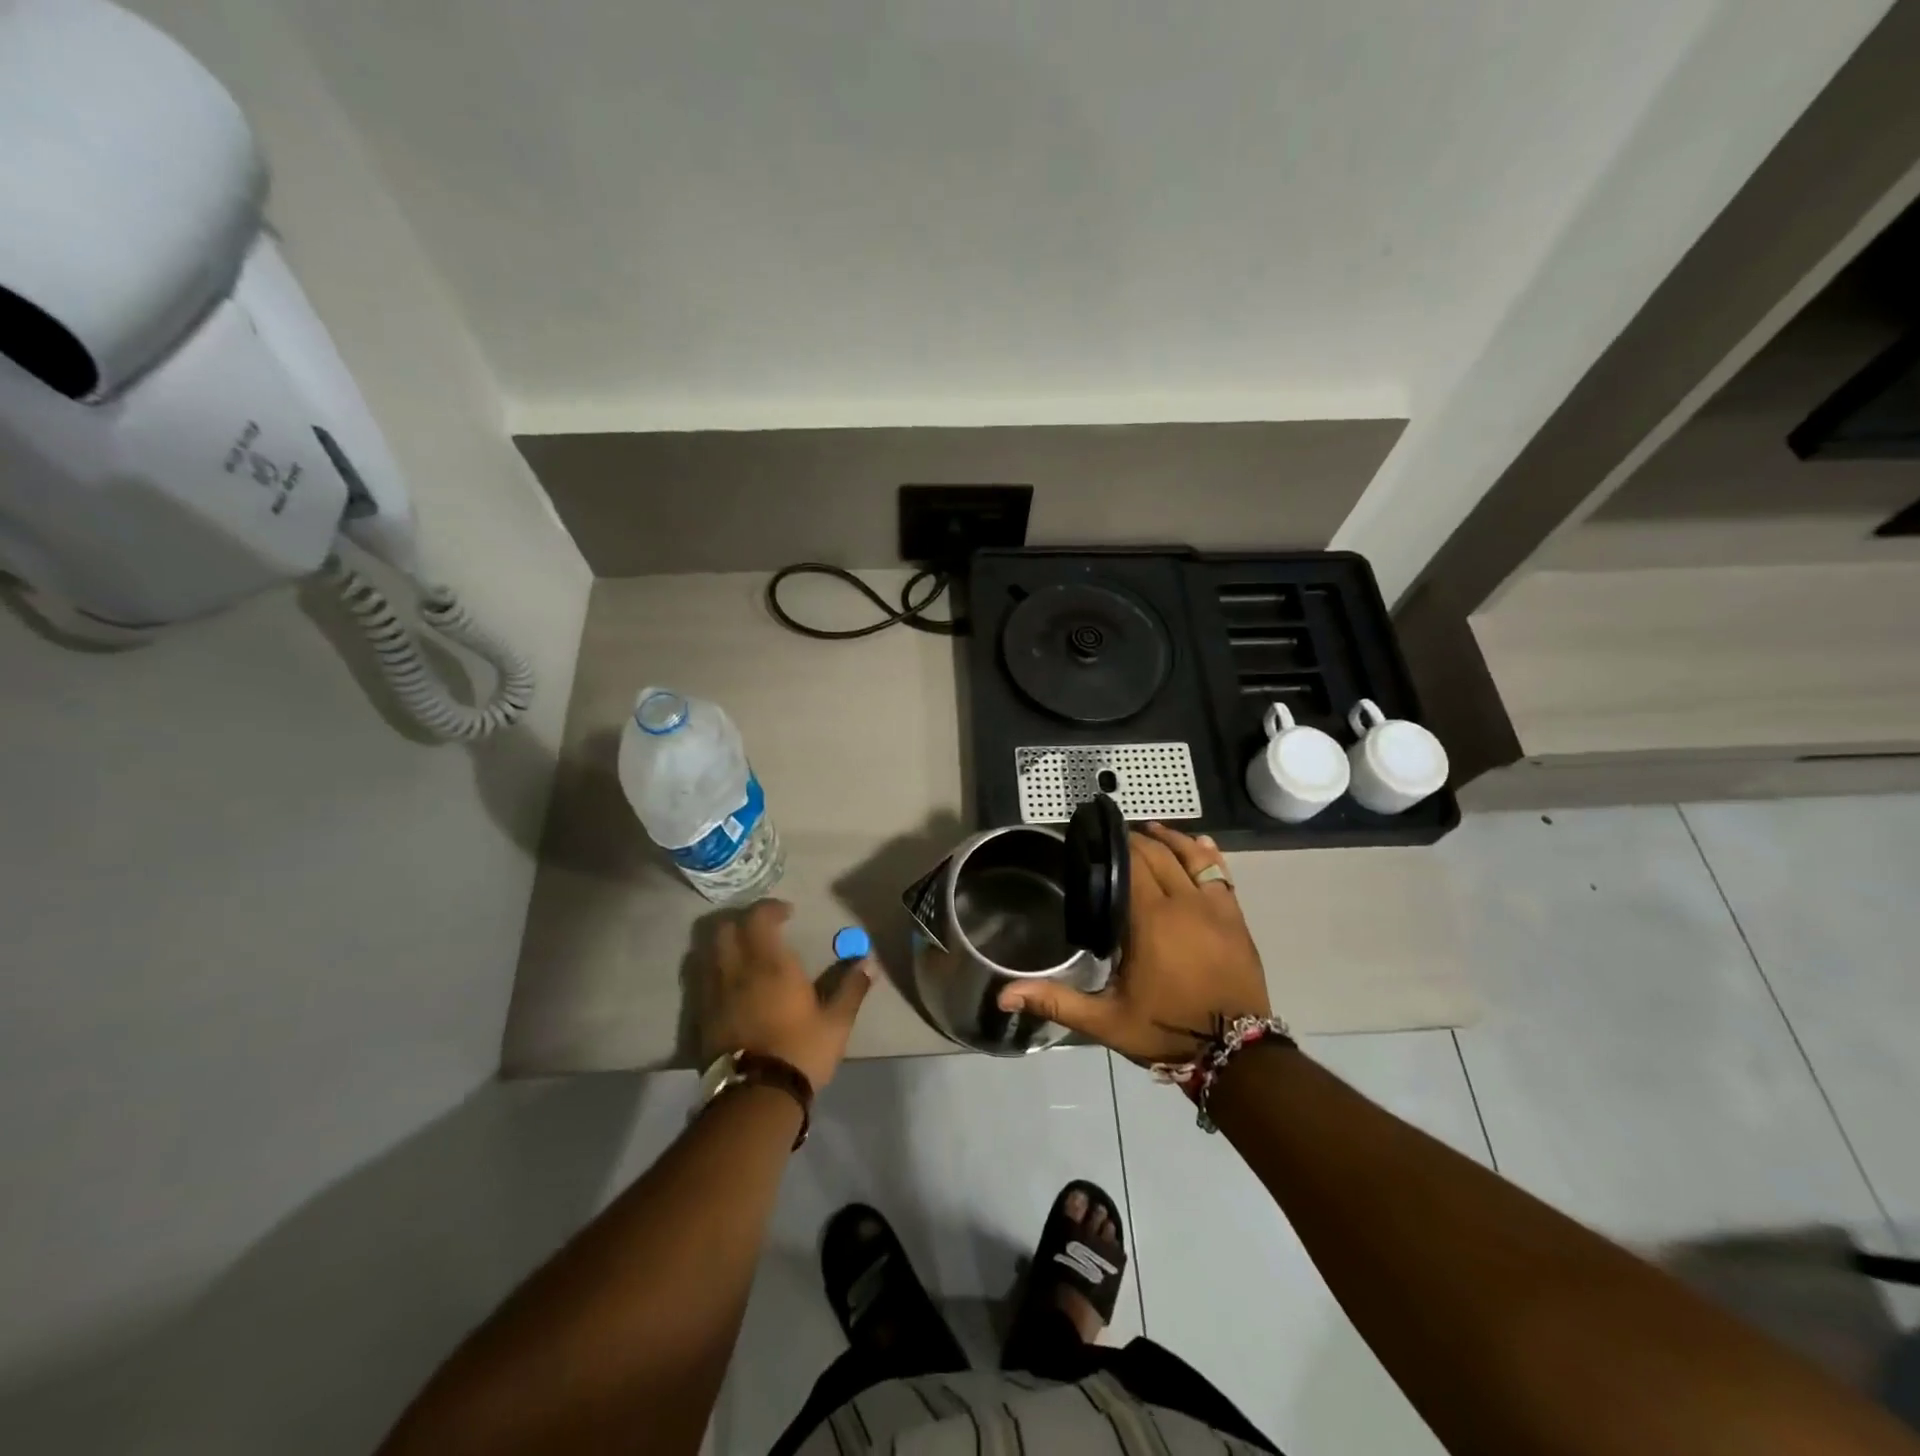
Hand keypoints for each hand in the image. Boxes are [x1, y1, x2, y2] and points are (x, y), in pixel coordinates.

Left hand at [699, 900, 872, 1090]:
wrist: (754, 1097)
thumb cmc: (800, 1052)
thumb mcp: (836, 1022)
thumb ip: (851, 988)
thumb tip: (868, 962)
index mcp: (771, 965)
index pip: (759, 918)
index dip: (770, 908)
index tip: (788, 914)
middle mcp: (738, 970)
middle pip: (727, 928)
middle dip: (744, 922)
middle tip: (764, 932)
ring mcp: (715, 993)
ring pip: (709, 952)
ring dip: (726, 945)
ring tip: (746, 956)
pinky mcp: (702, 1016)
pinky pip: (703, 979)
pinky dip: (715, 971)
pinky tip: (731, 985)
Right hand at [997, 823, 1271, 1064]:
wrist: (1237, 1055)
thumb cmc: (1166, 1030)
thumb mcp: (1106, 1021)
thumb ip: (1057, 1001)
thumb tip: (1004, 995)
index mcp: (1150, 920)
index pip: (1131, 866)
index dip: (1113, 848)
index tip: (1095, 840)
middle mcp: (1183, 903)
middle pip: (1157, 855)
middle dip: (1135, 841)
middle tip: (1113, 838)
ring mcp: (1215, 908)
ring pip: (1190, 857)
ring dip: (1169, 839)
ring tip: (1149, 829)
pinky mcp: (1235, 918)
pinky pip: (1220, 873)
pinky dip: (1206, 854)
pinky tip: (1196, 843)